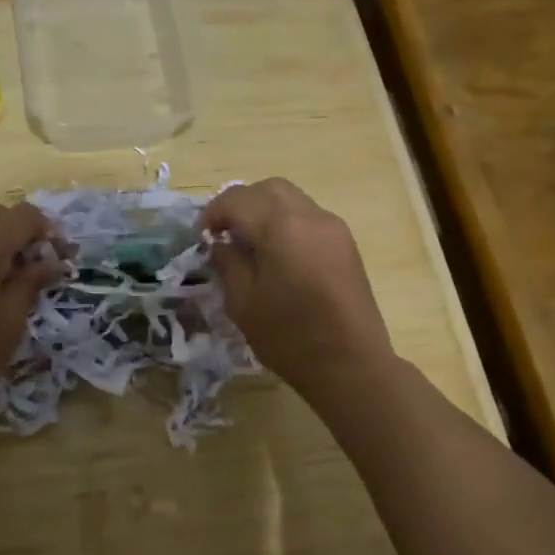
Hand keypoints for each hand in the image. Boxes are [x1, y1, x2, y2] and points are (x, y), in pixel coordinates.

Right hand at [202, 179, 395, 398]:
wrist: (352, 365)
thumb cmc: (290, 337)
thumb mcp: (243, 303)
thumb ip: (228, 264)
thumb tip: (222, 244)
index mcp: (281, 227)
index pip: (237, 200)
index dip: (214, 213)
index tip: (202, 235)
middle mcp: (309, 216)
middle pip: (268, 188)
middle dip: (241, 202)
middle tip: (225, 231)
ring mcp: (332, 227)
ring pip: (291, 198)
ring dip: (265, 209)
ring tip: (250, 241)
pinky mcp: (345, 243)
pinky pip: (308, 216)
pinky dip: (287, 221)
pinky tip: (278, 252)